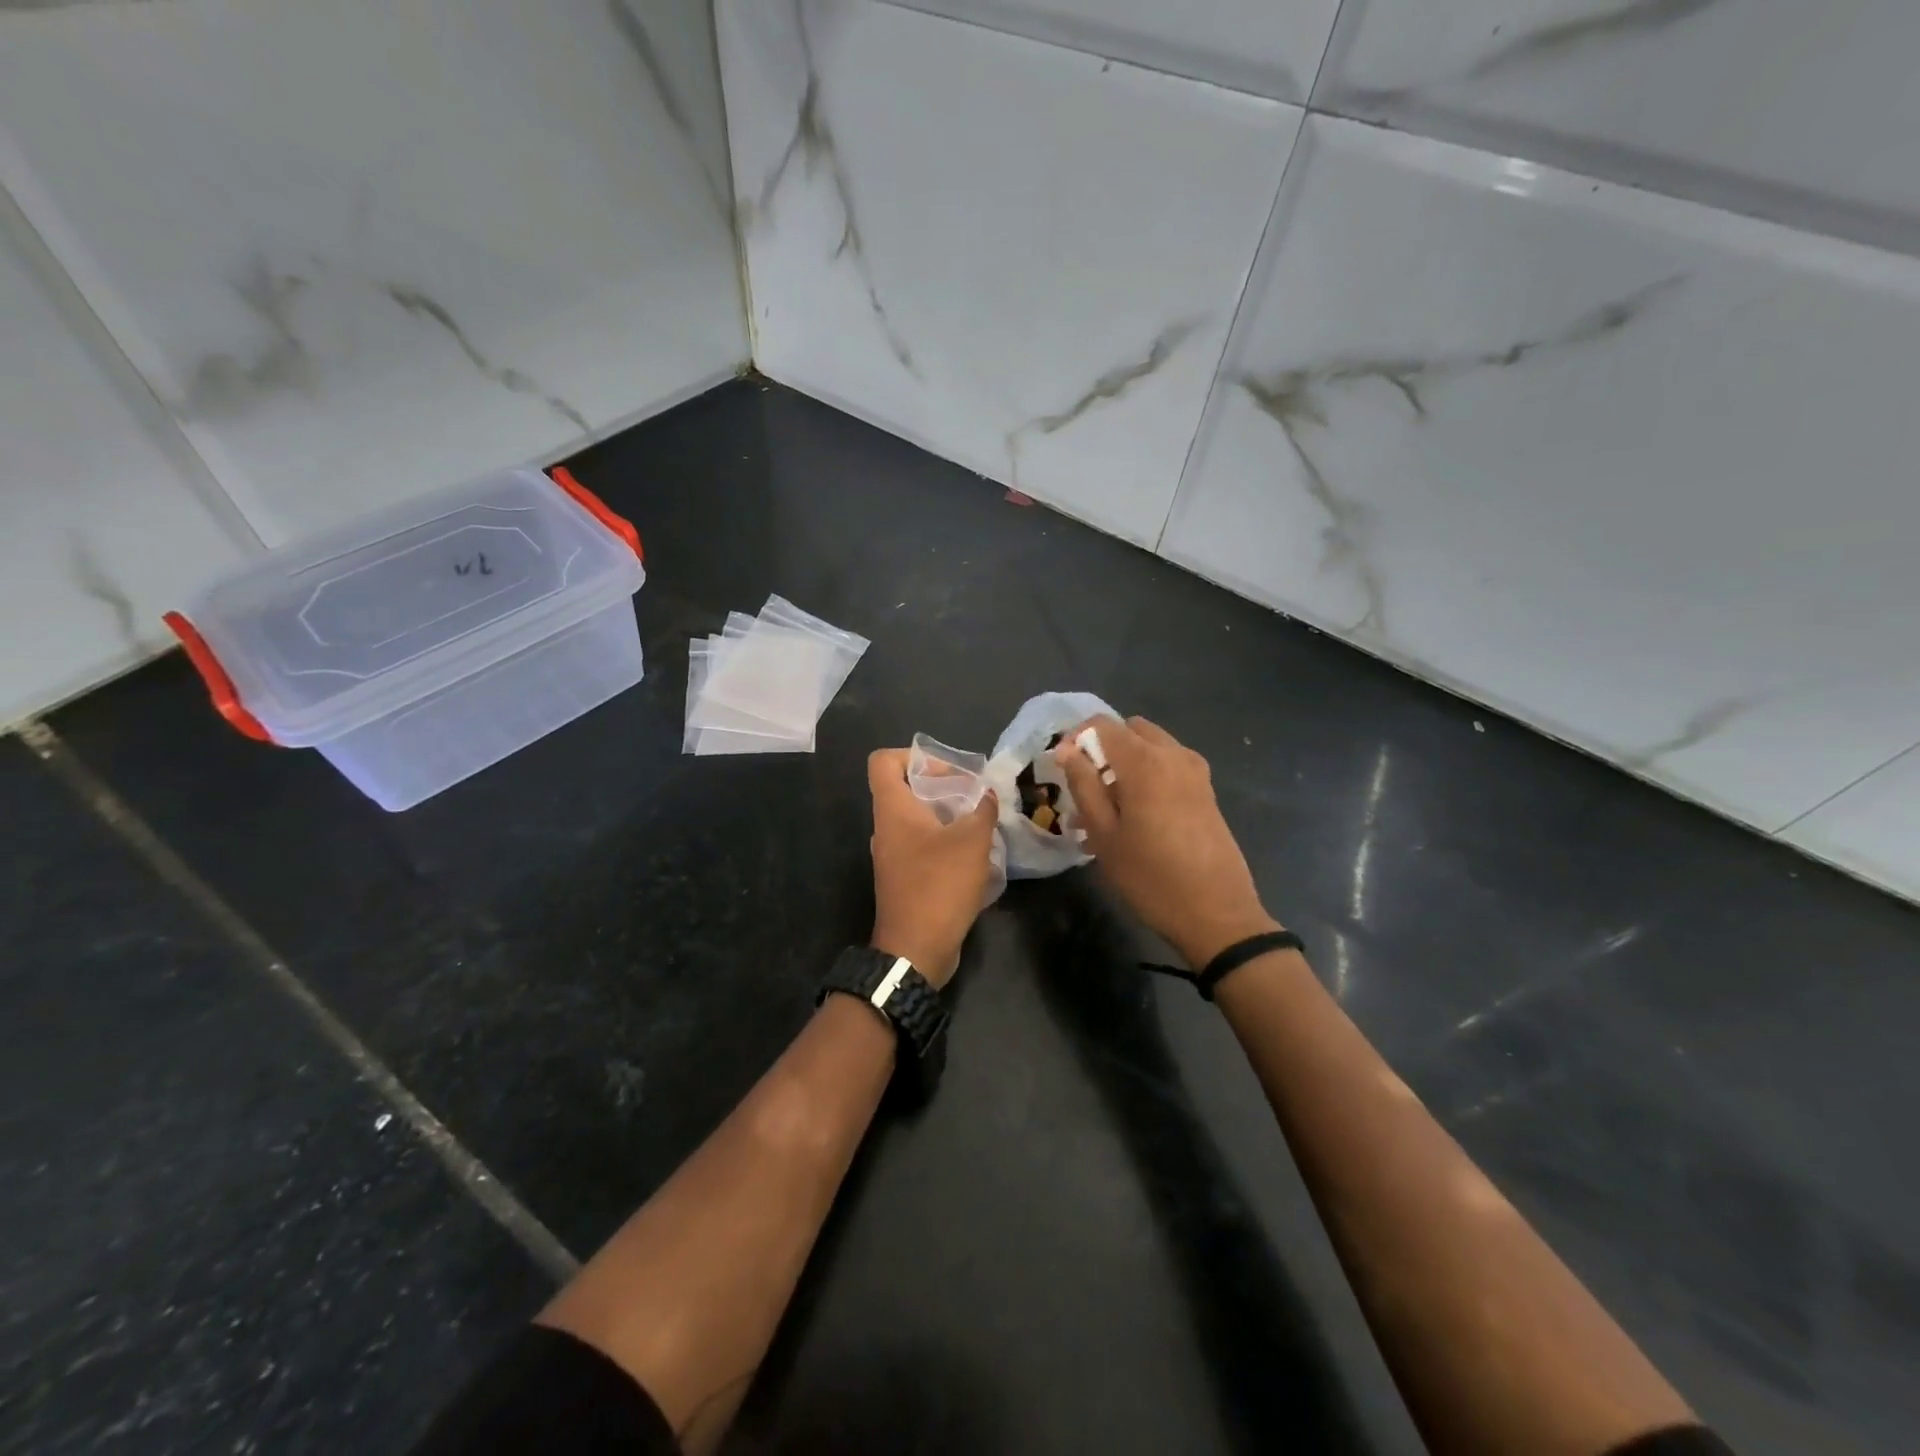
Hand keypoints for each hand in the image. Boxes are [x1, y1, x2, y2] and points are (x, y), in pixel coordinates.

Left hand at [867, 748, 997, 988]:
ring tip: (982, 823)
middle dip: (943, 787)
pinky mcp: (905, 878)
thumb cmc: (939, 885)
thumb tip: (986, 794)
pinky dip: (947, 843)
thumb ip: (982, 810)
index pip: (884, 762)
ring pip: (919, 820)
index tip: (949, 771)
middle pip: (907, 789)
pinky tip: (977, 855)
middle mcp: (886, 828)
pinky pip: (924, 847)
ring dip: (950, 817)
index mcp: (892, 810)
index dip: (914, 756)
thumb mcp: (971, 841)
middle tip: (976, 797)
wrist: (916, 949)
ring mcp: (893, 855)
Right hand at [1054, 716, 1279, 969]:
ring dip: (1125, 763)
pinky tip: (1133, 817)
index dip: (1076, 739)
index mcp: (1144, 761)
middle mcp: (1173, 754)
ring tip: (1105, 809)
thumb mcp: (1104, 833)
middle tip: (1085, 788)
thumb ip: (1083, 785)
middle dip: (1103, 749)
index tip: (1063, 770)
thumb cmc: (1150, 877)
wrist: (1217, 914)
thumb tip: (1066, 750)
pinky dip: (1147, 776)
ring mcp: (1195, 771)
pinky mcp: (1206, 790)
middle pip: (1130, 730)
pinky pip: (1169, 766)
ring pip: (1151, 747)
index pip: (1101, 724)